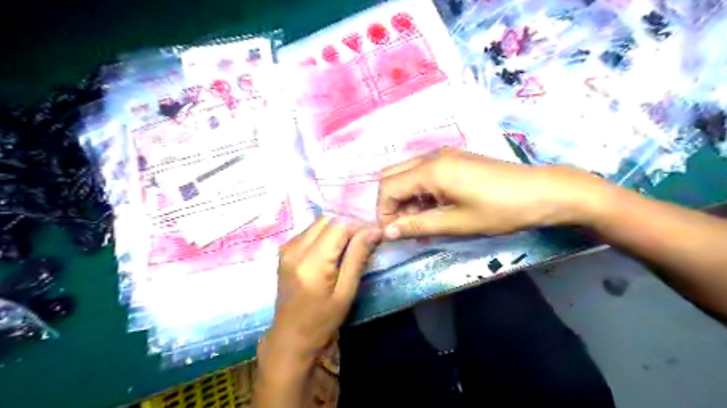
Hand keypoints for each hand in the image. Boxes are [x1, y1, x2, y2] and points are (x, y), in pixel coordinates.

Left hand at [266, 217, 380, 360]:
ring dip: (337, 228)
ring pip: (318, 222)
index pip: (338, 225)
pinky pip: (310, 231)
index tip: (374, 234)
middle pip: (327, 219)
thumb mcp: (345, 292)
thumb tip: (375, 230)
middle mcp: (295, 248)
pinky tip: (334, 249)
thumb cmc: (322, 320)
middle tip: (364, 239)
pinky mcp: (285, 250)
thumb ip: (357, 257)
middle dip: (348, 224)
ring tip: (351, 244)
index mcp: (311, 262)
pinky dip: (325, 233)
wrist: (290, 337)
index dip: (359, 226)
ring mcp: (287, 248)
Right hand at [377, 148, 605, 238]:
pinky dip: (420, 192)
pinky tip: (434, 209)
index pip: (388, 187)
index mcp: (430, 170)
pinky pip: (424, 173)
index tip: (393, 233)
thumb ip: (418, 225)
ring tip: (420, 222)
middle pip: (393, 176)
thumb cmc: (500, 210)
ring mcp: (444, 155)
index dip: (384, 212)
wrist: (542, 192)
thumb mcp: (456, 223)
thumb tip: (386, 232)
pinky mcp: (454, 160)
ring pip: (408, 174)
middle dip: (391, 203)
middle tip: (404, 226)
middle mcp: (432, 156)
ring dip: (406, 198)